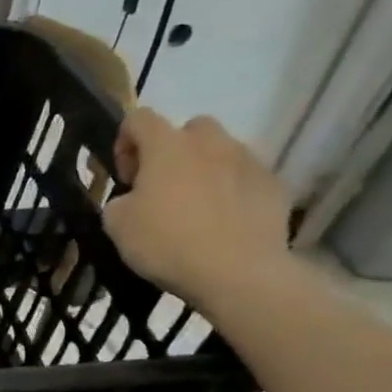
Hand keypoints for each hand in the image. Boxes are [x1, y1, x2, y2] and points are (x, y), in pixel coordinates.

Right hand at [101, 108, 291, 305]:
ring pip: (222, 151)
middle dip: (174, 150)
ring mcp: (248, 162)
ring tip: (198, 205)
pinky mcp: (274, 186)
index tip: (126, 177)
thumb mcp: (117, 225)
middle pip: (190, 128)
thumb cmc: (167, 243)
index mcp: (167, 147)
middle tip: (163, 186)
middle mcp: (211, 143)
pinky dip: (233, 191)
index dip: (125, 141)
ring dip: (206, 168)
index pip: (139, 118)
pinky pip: (247, 177)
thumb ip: (119, 201)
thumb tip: (132, 199)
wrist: (237, 273)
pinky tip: (225, 221)